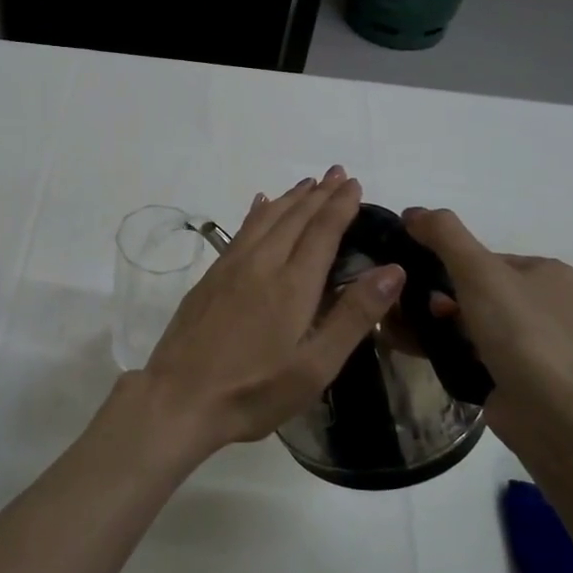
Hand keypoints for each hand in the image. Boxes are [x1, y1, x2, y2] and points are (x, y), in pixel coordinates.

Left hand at [137, 168, 402, 456]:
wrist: (179, 398)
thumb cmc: (254, 391)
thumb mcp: (315, 366)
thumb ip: (354, 316)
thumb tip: (392, 270)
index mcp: (292, 285)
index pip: (322, 231)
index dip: (340, 205)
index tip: (354, 184)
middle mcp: (261, 264)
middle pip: (294, 218)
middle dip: (319, 194)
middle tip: (338, 173)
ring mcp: (230, 268)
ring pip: (265, 219)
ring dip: (289, 198)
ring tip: (307, 184)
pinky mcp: (209, 278)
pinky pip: (240, 231)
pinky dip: (257, 212)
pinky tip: (258, 205)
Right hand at [401, 207, 572, 449]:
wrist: (553, 413)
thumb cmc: (520, 332)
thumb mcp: (477, 270)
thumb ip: (444, 234)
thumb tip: (412, 212)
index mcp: (552, 275)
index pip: (488, 258)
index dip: (449, 264)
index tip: (419, 278)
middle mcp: (554, 308)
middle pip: (481, 292)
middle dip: (442, 299)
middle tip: (413, 309)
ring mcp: (542, 348)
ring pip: (478, 326)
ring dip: (443, 326)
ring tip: (410, 333)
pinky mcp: (527, 381)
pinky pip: (480, 356)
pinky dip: (452, 352)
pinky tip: (425, 355)